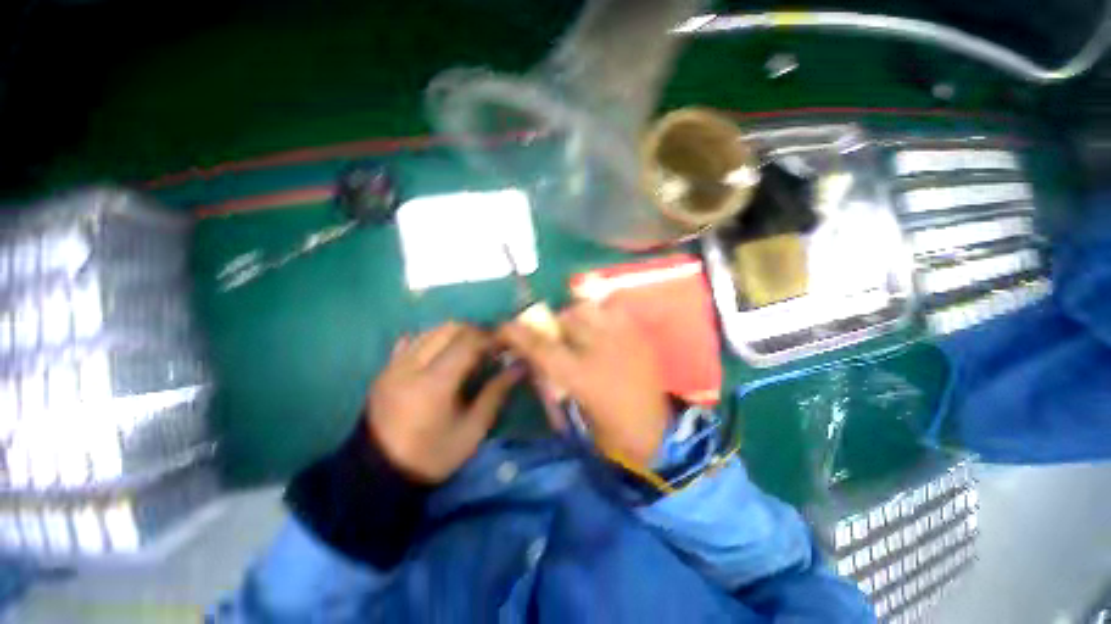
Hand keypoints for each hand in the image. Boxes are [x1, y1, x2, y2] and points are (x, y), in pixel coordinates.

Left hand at [368, 323, 522, 483]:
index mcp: (434, 384)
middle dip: (475, 332)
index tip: (505, 344)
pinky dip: (433, 339)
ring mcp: (394, 365)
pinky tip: (442, 354)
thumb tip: (518, 367)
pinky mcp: (385, 368)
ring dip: (455, 333)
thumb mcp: (472, 430)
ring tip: (470, 349)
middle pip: (449, 329)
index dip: (490, 338)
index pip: (468, 343)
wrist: (379, 474)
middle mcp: (411, 366)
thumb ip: (496, 393)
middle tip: (490, 347)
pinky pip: (413, 340)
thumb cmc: (432, 455)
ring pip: (431, 330)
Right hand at [499, 302, 669, 468]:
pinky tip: (600, 328)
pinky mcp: (638, 333)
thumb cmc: (606, 428)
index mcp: (580, 376)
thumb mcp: (569, 409)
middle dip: (552, 323)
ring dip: (575, 315)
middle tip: (552, 334)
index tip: (503, 327)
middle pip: (565, 317)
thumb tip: (531, 354)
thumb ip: (549, 376)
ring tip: (578, 330)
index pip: (539, 345)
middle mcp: (601, 348)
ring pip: (588, 307)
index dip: (517, 333)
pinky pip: (612, 309)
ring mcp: (622, 337)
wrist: (654, 431)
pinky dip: (600, 314)